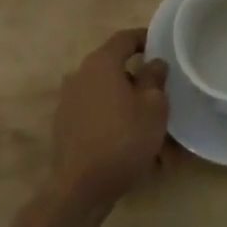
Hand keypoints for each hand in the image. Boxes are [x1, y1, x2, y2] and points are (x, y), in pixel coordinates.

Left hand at [46, 29, 168, 220]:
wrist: (80, 188)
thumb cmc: (122, 139)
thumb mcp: (153, 107)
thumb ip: (155, 78)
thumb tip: (154, 63)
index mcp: (101, 63)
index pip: (125, 38)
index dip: (145, 38)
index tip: (162, 45)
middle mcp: (80, 74)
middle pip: (114, 66)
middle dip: (137, 77)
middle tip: (159, 92)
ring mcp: (68, 100)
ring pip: (105, 92)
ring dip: (125, 101)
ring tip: (147, 123)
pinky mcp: (64, 125)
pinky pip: (95, 112)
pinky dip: (112, 118)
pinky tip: (128, 140)